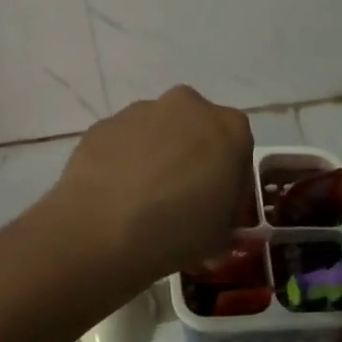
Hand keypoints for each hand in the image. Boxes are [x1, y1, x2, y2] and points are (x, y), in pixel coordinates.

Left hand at [46, 86, 253, 285]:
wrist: (104, 230)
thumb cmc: (178, 232)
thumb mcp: (221, 234)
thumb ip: (224, 213)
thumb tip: (212, 210)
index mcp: (229, 128)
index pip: (238, 148)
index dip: (228, 179)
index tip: (216, 204)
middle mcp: (187, 107)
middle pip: (195, 129)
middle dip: (190, 156)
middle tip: (181, 197)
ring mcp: (140, 111)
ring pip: (156, 131)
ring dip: (155, 155)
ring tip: (141, 199)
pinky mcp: (103, 125)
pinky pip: (122, 142)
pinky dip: (122, 160)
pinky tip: (114, 195)